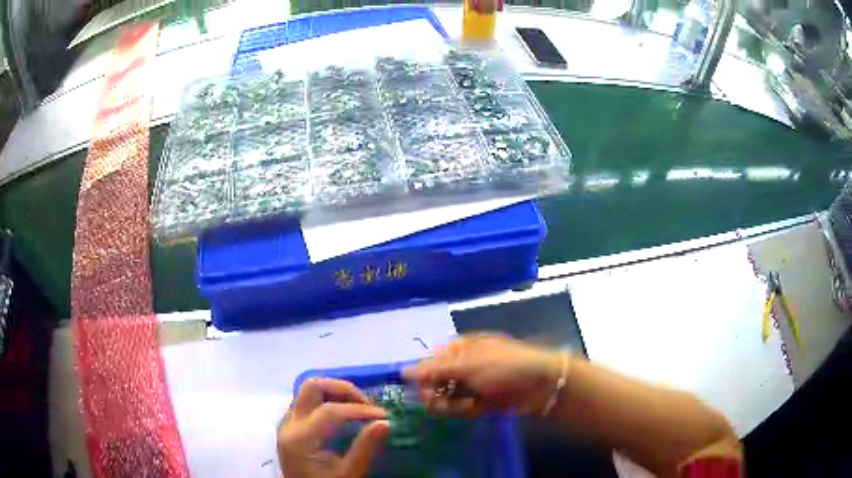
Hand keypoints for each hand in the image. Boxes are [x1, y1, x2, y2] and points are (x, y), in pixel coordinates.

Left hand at [277, 378, 389, 477]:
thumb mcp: (348, 474)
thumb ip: (364, 448)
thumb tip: (385, 423)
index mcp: (301, 438)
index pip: (330, 411)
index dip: (359, 409)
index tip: (383, 415)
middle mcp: (289, 424)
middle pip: (312, 388)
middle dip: (343, 389)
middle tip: (367, 403)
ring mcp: (288, 423)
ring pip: (308, 391)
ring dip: (335, 392)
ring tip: (359, 406)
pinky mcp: (291, 426)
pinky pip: (307, 402)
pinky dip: (327, 400)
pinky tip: (344, 413)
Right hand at [404, 335, 565, 415]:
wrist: (540, 384)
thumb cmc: (504, 366)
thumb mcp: (468, 364)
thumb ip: (434, 370)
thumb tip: (402, 370)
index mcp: (460, 349)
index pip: (430, 361)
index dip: (422, 375)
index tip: (418, 388)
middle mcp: (463, 366)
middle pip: (435, 381)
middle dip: (434, 392)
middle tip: (436, 401)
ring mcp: (471, 385)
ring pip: (445, 397)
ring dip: (447, 403)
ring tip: (462, 404)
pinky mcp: (479, 403)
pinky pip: (459, 408)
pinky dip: (461, 410)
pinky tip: (472, 408)